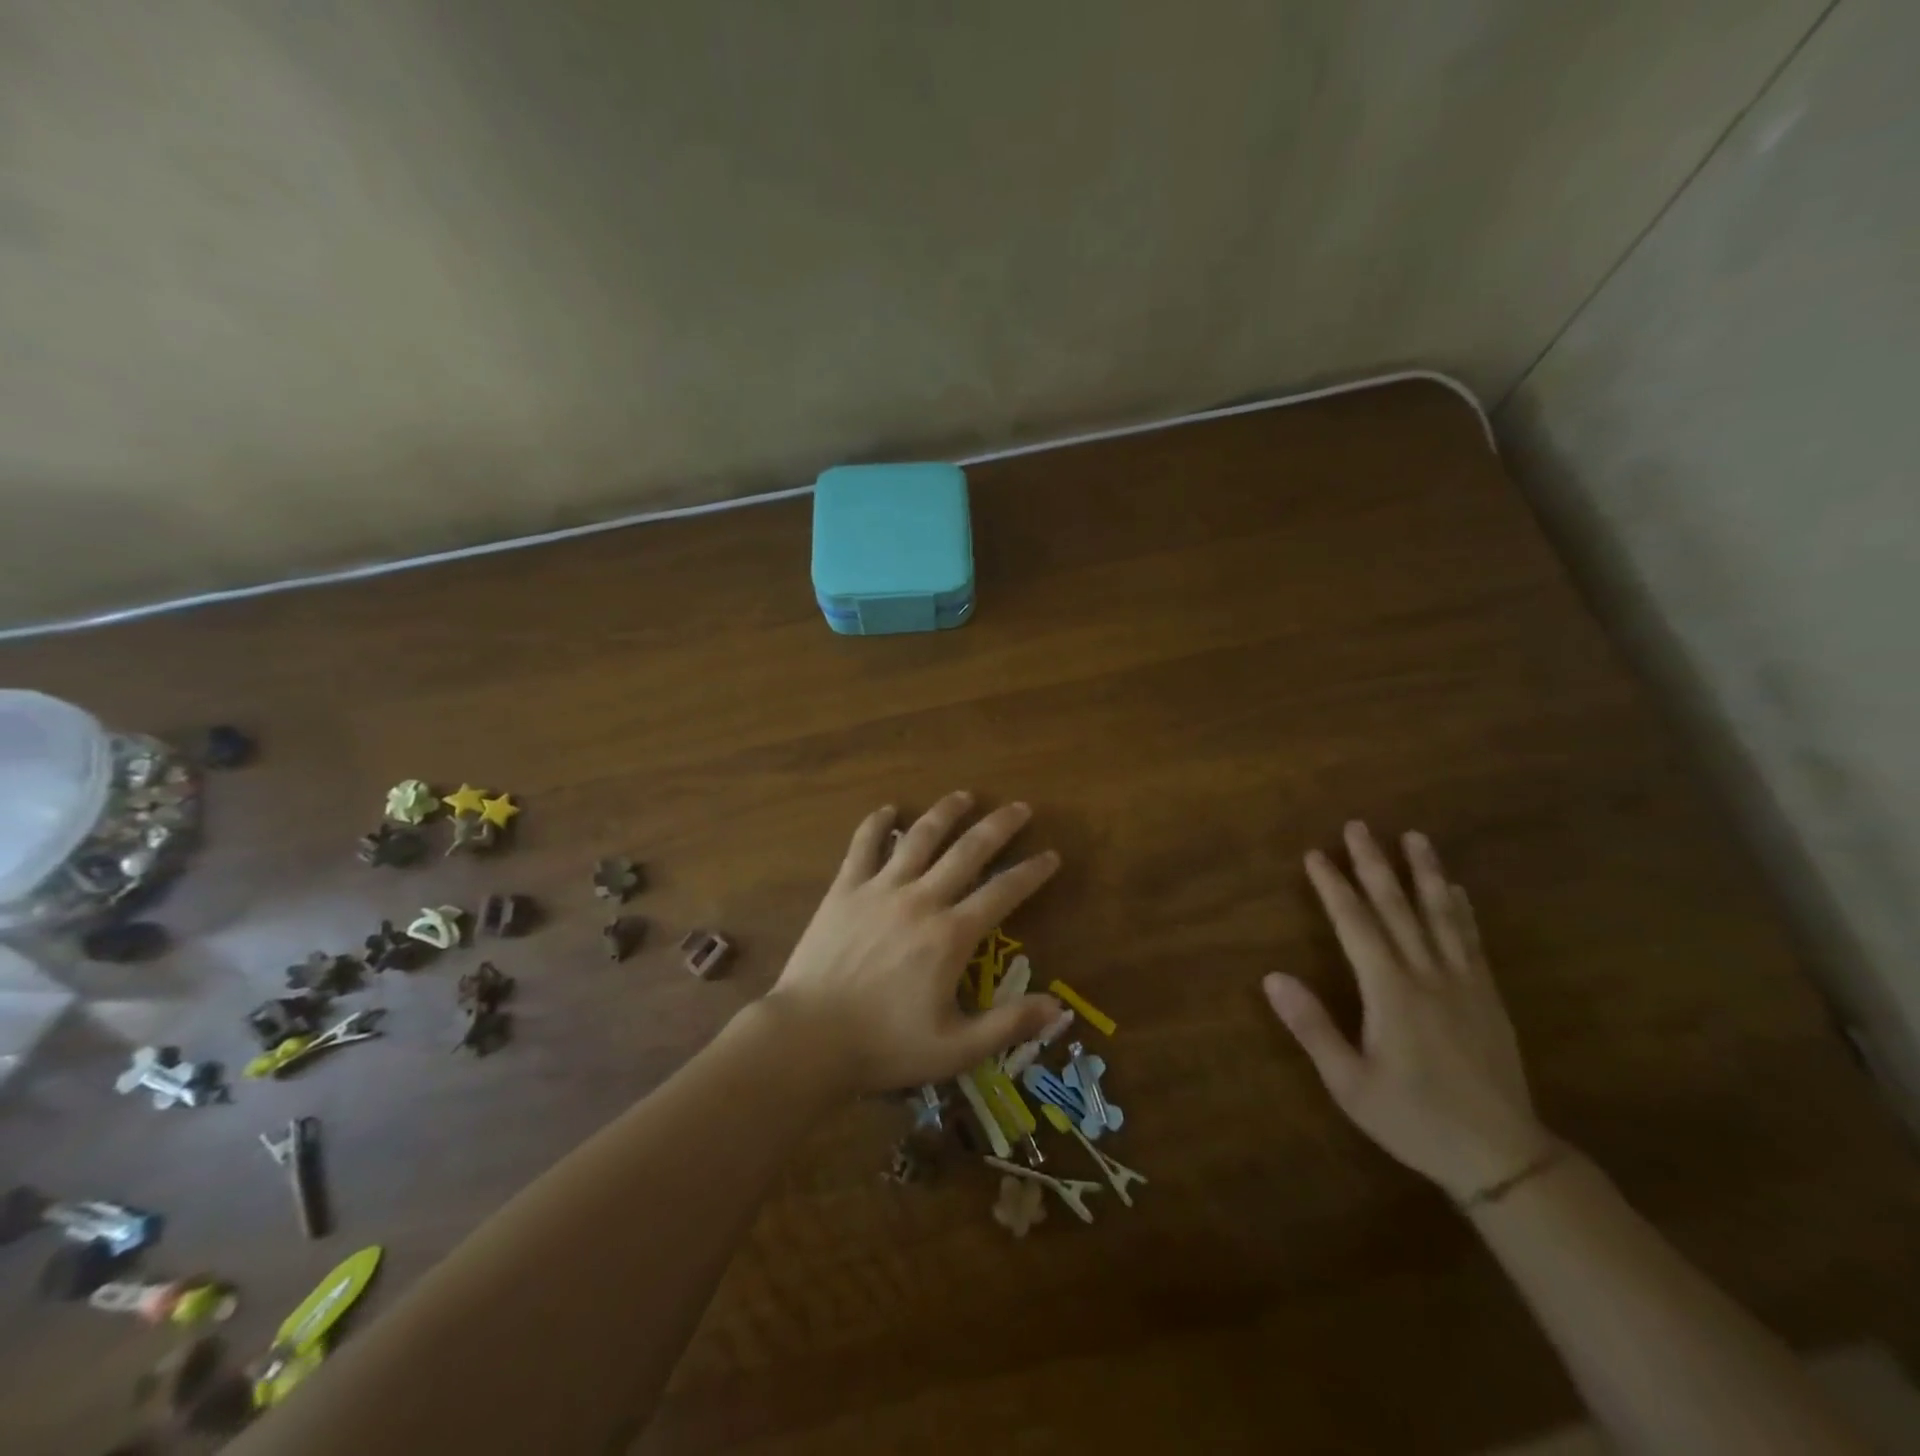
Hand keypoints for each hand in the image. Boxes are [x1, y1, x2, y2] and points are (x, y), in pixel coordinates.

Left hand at [764, 792, 1063, 1095]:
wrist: (808, 1038)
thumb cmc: (884, 1046)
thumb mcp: (955, 1049)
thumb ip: (1008, 1025)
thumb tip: (1057, 1008)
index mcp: (951, 935)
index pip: (1003, 892)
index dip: (1031, 872)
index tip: (1051, 855)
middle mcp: (921, 899)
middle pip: (968, 851)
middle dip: (998, 826)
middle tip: (1019, 807)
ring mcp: (880, 889)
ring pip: (919, 838)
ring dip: (945, 813)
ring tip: (964, 795)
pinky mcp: (845, 890)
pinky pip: (863, 846)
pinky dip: (876, 824)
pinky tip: (888, 809)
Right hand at [1264, 821, 1553, 1201]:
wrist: (1503, 1156)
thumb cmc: (1413, 1119)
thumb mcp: (1349, 1082)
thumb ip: (1312, 1026)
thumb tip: (1272, 976)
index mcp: (1391, 991)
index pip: (1356, 924)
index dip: (1334, 887)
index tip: (1316, 854)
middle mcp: (1428, 975)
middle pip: (1398, 907)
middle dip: (1374, 864)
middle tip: (1359, 826)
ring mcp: (1464, 983)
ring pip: (1440, 915)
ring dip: (1425, 873)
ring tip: (1415, 837)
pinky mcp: (1488, 996)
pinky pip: (1471, 940)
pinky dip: (1460, 910)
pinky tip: (1455, 890)